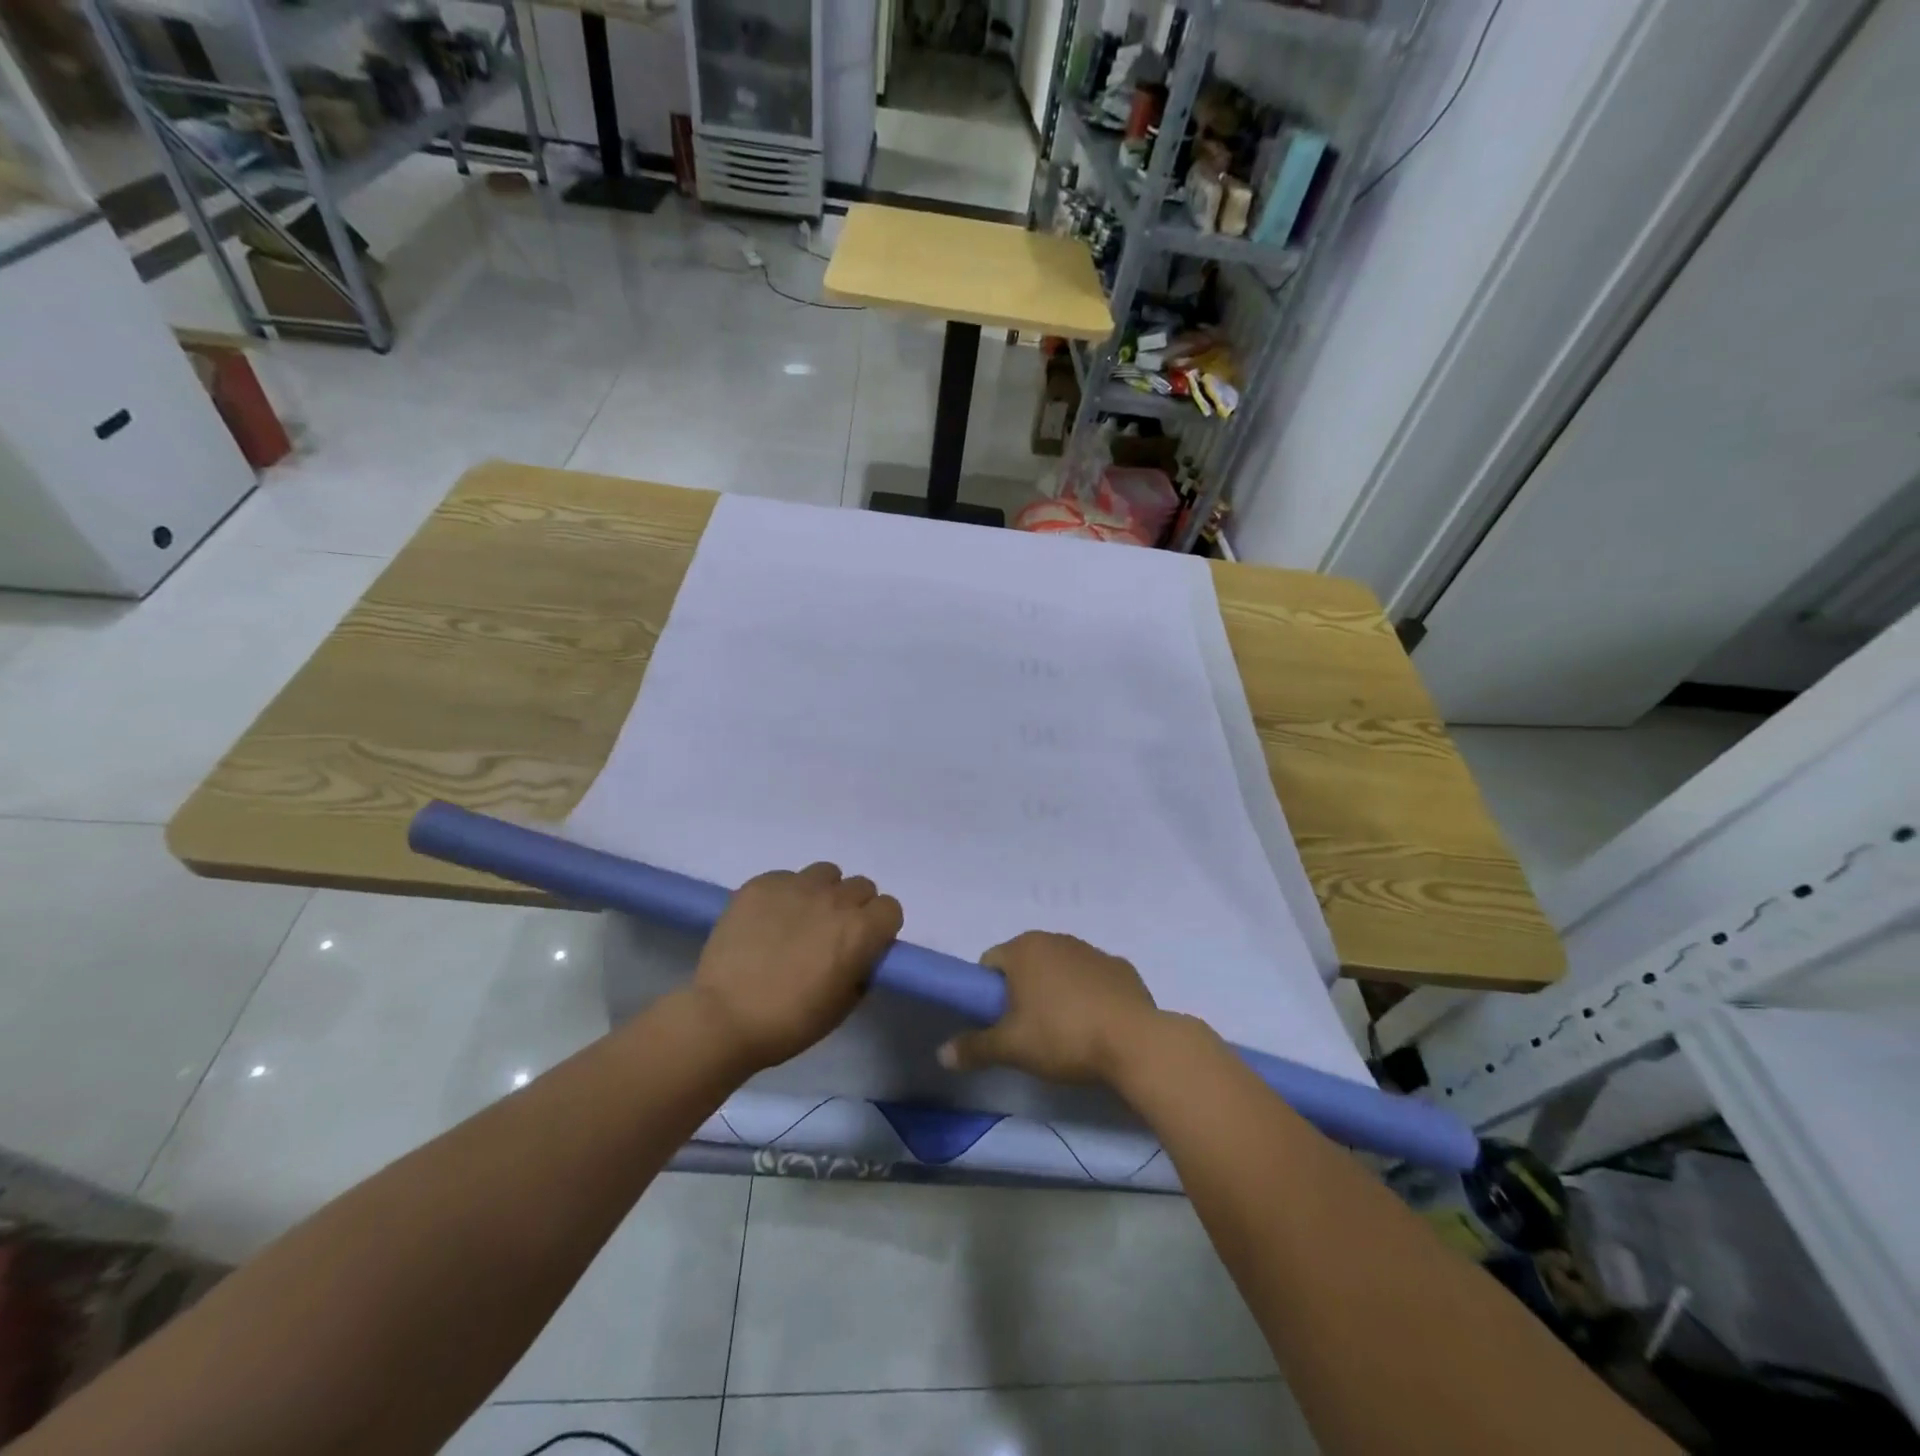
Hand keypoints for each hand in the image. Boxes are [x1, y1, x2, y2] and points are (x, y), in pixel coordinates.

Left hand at [687, 862, 902, 1070]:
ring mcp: (796, 885)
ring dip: (822, 893)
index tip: (864, 944)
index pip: (890, 908)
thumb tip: (862, 953)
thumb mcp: (843, 1005)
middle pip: (861, 886)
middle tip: (830, 934)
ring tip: (800, 919)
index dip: (879, 927)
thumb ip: (861, 969)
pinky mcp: (762, 883)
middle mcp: (834, 899)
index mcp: (860, 930)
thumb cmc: (789, 1022)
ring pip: (825, 874)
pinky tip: (767, 921)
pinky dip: (786, 895)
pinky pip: (787, 878)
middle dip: (853, 908)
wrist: (723, 1017)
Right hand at [936, 931, 1161, 1083]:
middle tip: (1027, 1030)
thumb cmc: (1063, 1036)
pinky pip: (1092, 977)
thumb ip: (974, 1047)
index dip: (987, 992)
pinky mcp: (1120, 967)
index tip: (997, 1022)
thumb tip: (941, 1054)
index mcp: (1024, 949)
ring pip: (1060, 968)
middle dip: (1021, 990)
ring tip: (1063, 1030)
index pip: (990, 962)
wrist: (1135, 1041)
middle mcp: (1056, 939)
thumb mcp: (1012, 1048)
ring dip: (1055, 990)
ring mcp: (1092, 950)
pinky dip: (1088, 994)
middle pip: (1025, 963)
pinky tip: (1096, 1024)